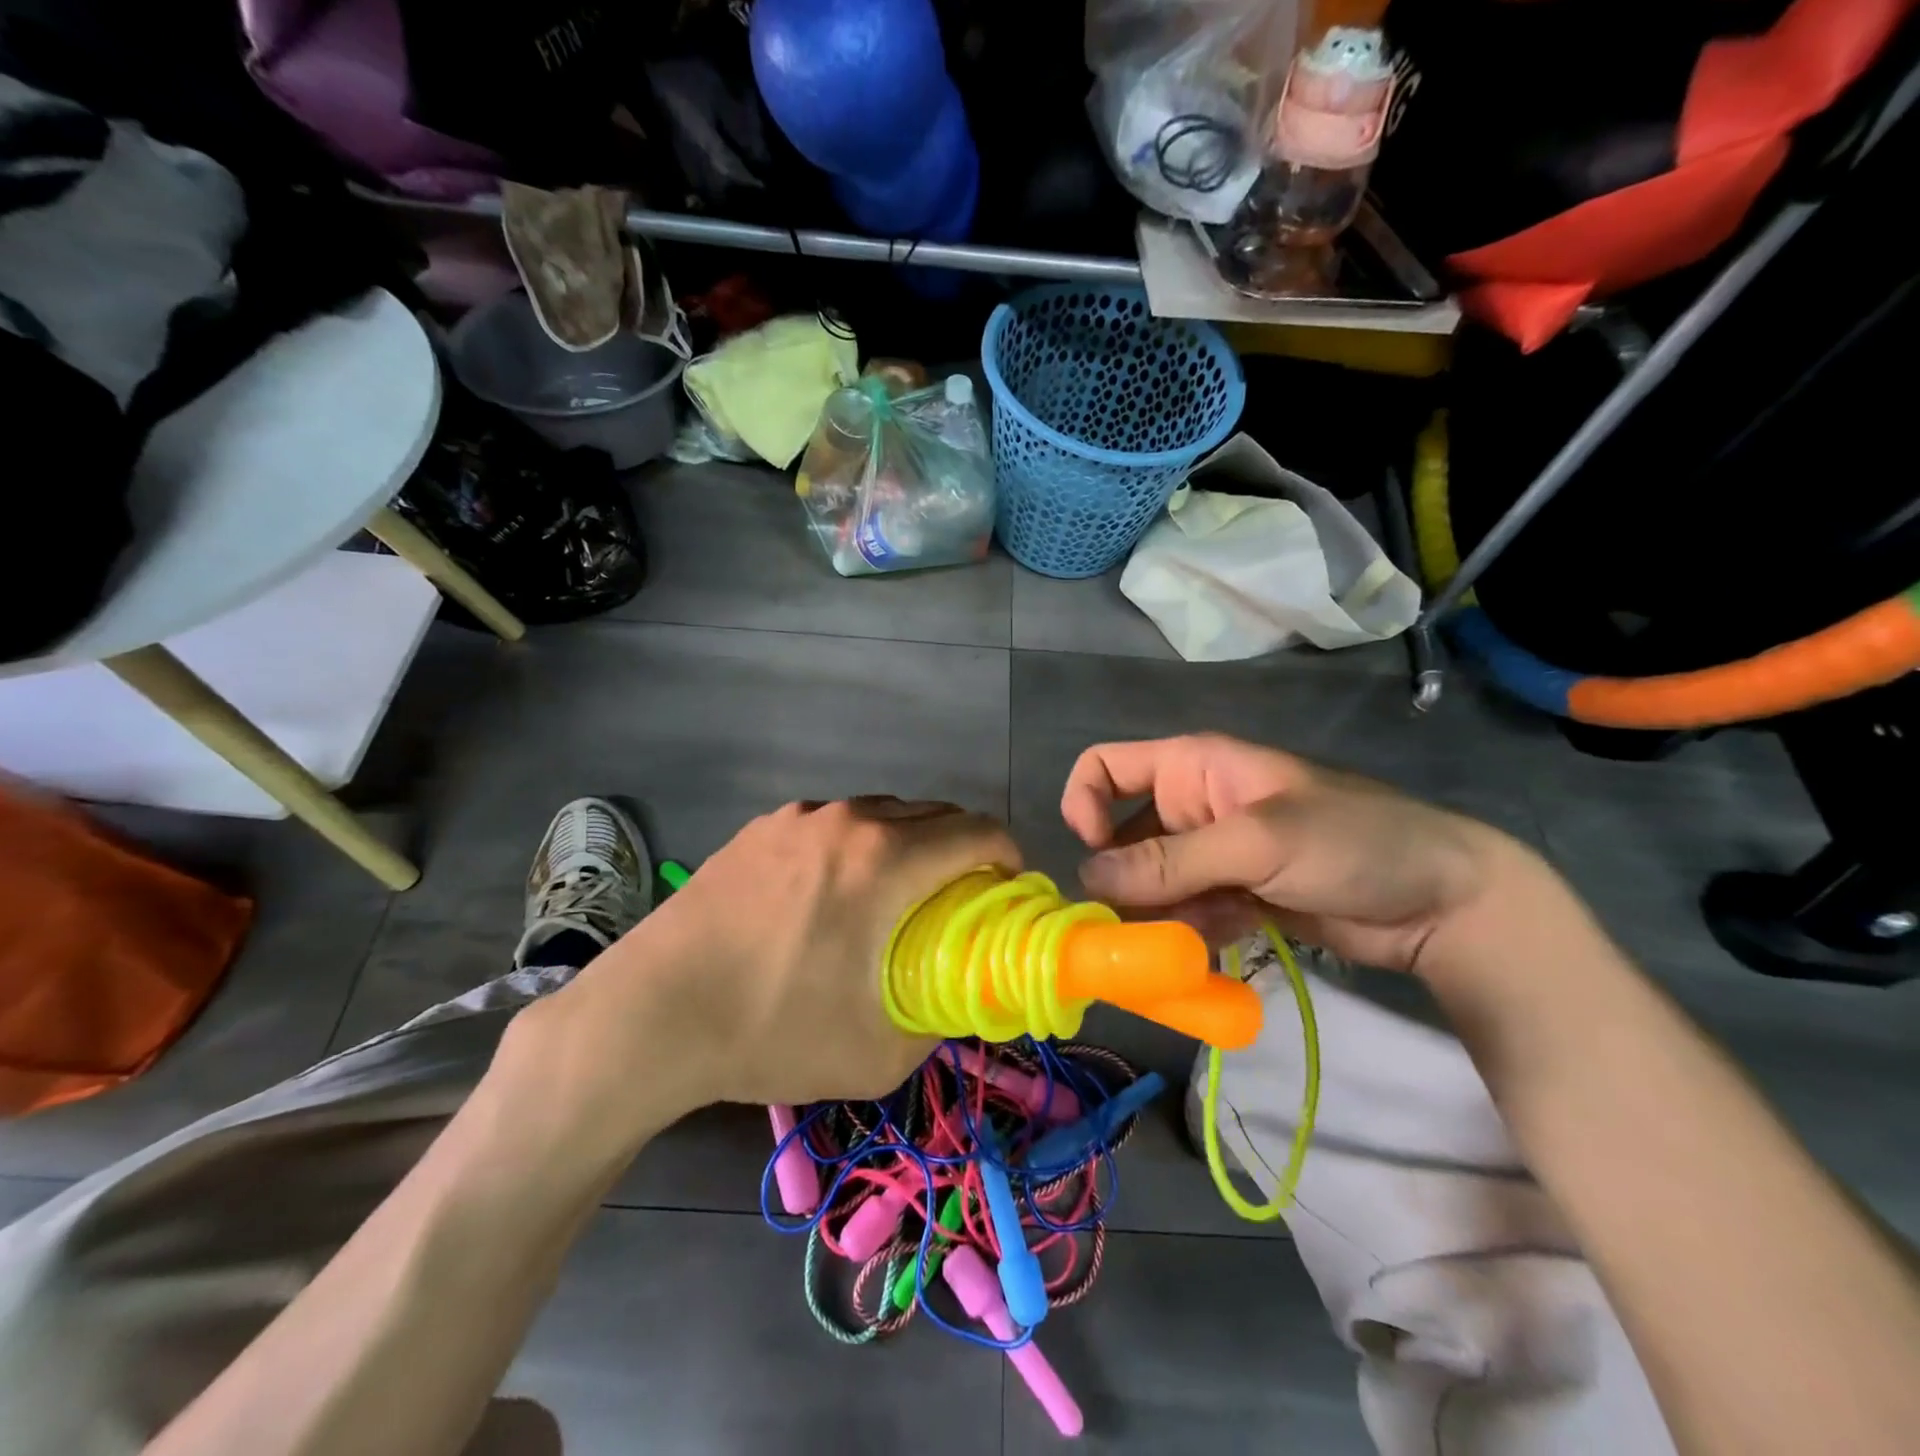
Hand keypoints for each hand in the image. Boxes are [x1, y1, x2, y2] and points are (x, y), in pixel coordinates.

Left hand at [502, 797, 1018, 1140]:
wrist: (650, 1013)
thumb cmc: (771, 1030)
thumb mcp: (877, 1052)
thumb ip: (939, 1020)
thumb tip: (963, 1000)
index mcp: (886, 859)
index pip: (978, 832)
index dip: (1008, 858)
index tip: (1008, 893)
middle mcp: (849, 819)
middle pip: (935, 815)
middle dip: (963, 850)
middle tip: (958, 903)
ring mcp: (800, 817)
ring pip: (884, 814)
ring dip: (911, 844)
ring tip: (894, 898)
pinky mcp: (762, 828)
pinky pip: (836, 824)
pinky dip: (860, 845)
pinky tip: (832, 895)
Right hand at [1062, 733, 1549, 976]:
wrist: (1446, 902)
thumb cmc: (1353, 843)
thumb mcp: (1258, 842)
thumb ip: (1172, 860)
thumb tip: (1087, 877)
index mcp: (1192, 768)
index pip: (1105, 767)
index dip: (1085, 804)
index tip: (1095, 856)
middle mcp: (1192, 807)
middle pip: (1122, 838)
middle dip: (1122, 882)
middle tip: (1129, 931)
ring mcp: (1214, 856)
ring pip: (1151, 885)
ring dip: (1155, 918)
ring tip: (1176, 949)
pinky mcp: (1233, 897)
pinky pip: (1184, 915)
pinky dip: (1185, 937)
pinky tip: (1208, 955)